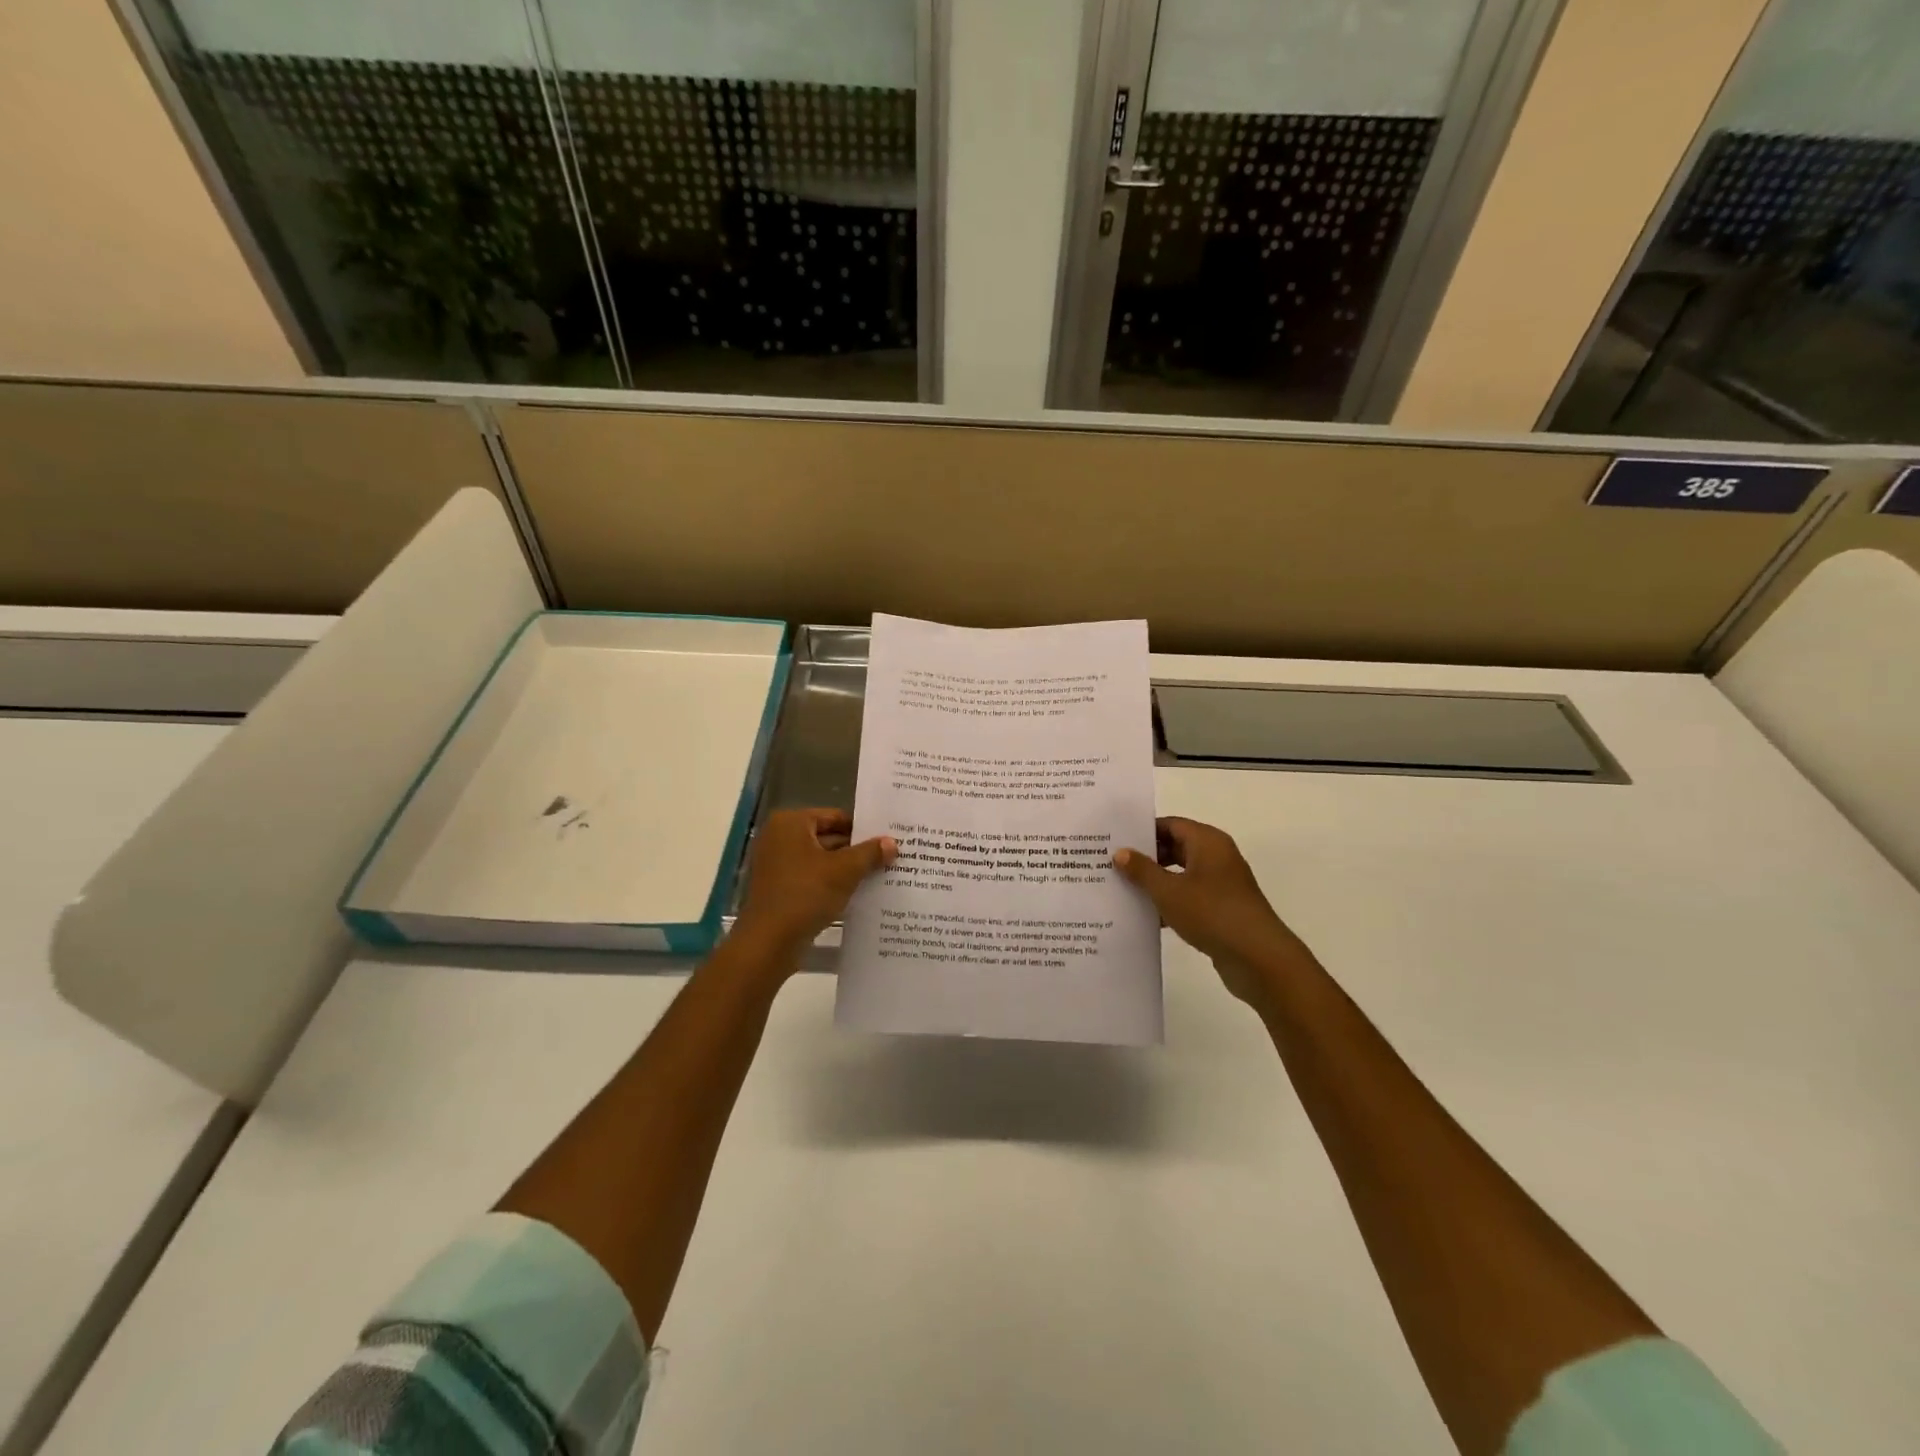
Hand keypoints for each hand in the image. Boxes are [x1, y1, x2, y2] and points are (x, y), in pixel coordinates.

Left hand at [736, 808, 895, 954]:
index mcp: (791, 823)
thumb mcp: (845, 870)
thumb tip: (892, 842)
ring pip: (821, 861)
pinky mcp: (779, 889)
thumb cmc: (805, 894)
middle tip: (890, 857)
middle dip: (856, 850)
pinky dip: (832, 884)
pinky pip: (812, 879)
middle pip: (828, 837)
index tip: (887, 838)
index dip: (863, 828)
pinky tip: (858, 894)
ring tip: (881, 875)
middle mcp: (779, 838)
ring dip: (846, 869)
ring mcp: (777, 865)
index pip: (835, 817)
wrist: (769, 942)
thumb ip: (870, 853)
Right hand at [1114, 817, 1310, 1005]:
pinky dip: (1170, 902)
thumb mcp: (1168, 891)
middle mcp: (1217, 856)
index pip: (1170, 824)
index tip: (1114, 840)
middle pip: (1176, 848)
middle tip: (1112, 865)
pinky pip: (1190, 897)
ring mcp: (1222, 884)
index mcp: (1208, 842)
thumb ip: (1142, 870)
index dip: (1143, 831)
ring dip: (1156, 882)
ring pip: (1181, 874)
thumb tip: (1121, 852)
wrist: (1258, 958)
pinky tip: (1146, 916)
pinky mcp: (1222, 909)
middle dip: (1146, 858)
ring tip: (1122, 890)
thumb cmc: (1212, 913)